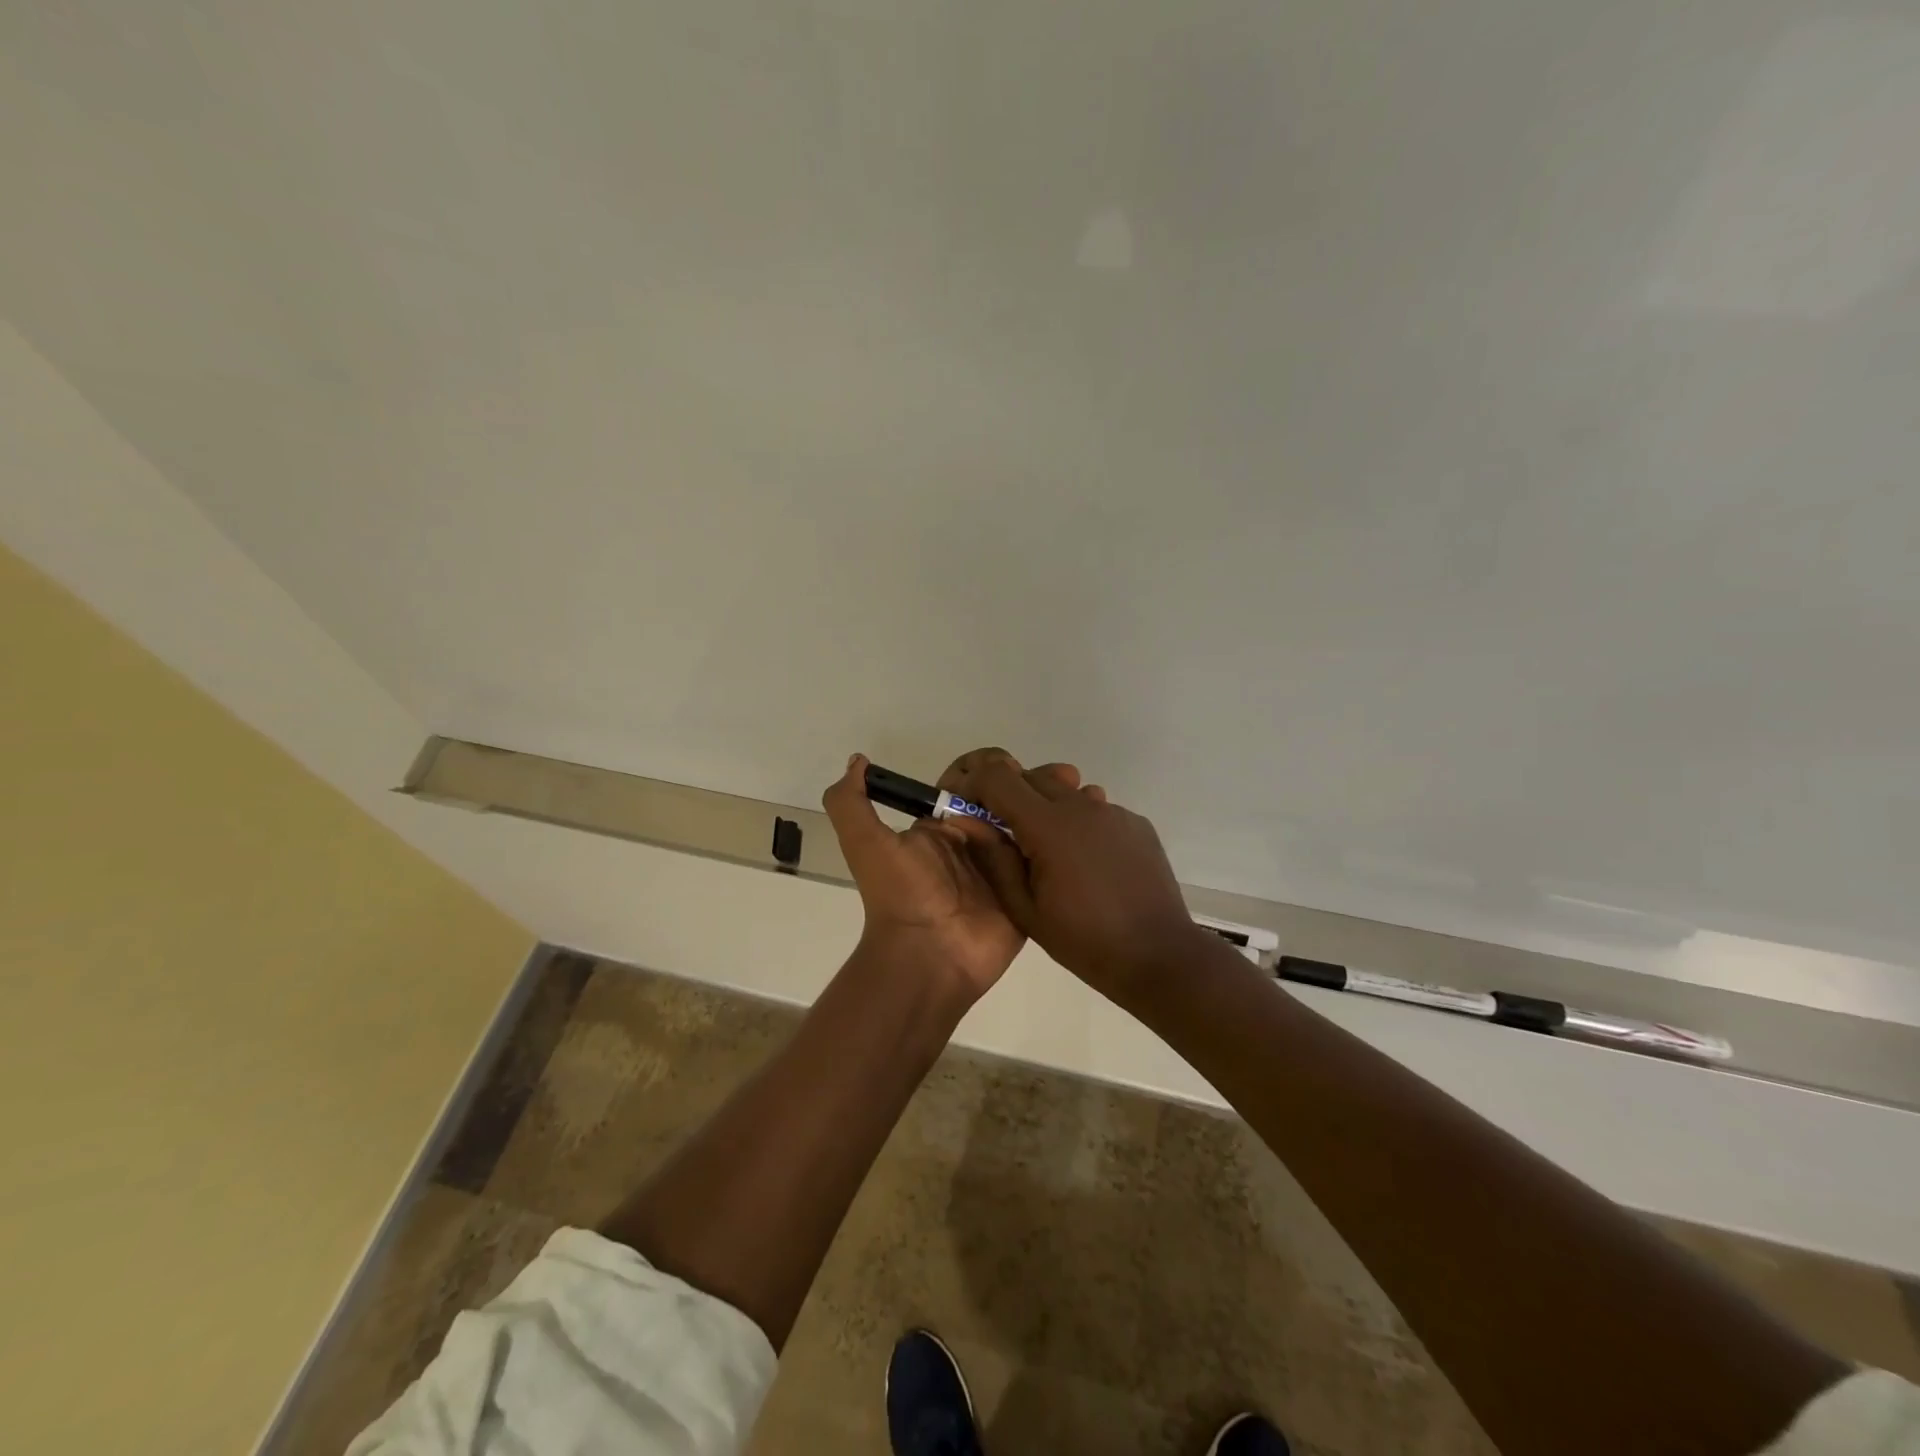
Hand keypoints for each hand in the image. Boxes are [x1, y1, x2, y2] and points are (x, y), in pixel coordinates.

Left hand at [821, 751, 1083, 1003]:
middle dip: (1030, 784)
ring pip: (1033, 827)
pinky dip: (1066, 844)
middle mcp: (976, 845)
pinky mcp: (1028, 895)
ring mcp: (1005, 871)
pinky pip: (1050, 863)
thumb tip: (858, 760)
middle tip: (1062, 775)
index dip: (993, 769)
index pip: (973, 786)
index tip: (1012, 763)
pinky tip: (1088, 823)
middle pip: (1008, 803)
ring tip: (1079, 789)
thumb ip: (851, 802)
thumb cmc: (901, 894)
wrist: (926, 957)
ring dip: (1053, 807)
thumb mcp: (866, 842)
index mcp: (943, 829)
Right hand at [949, 750, 1212, 1003]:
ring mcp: (1114, 812)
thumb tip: (967, 821)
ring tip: (1049, 854)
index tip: (965, 804)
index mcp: (1049, 826)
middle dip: (1009, 795)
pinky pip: (1095, 810)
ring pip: (1066, 791)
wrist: (1159, 957)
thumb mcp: (1025, 909)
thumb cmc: (1084, 940)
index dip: (975, 783)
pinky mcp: (1136, 824)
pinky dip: (1079, 824)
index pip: (999, 778)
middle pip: (1032, 777)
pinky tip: (1087, 864)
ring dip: (1046, 809)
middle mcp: (1082, 806)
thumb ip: (994, 859)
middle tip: (1004, 835)